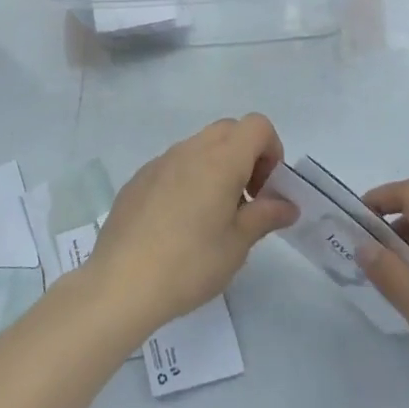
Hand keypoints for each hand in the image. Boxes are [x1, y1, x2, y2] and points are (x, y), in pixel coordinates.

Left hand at [82, 115, 298, 342]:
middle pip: (229, 130)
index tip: (266, 189)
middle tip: (246, 200)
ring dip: (216, 167)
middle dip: (246, 155)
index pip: (257, 125)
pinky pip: (174, 165)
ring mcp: (160, 161)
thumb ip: (265, 216)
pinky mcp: (139, 178)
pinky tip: (179, 223)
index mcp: (220, 160)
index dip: (271, 150)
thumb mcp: (237, 245)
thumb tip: (287, 205)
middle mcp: (190, 150)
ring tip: (212, 216)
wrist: (121, 282)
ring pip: (199, 146)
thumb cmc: (190, 263)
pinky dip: (188, 179)